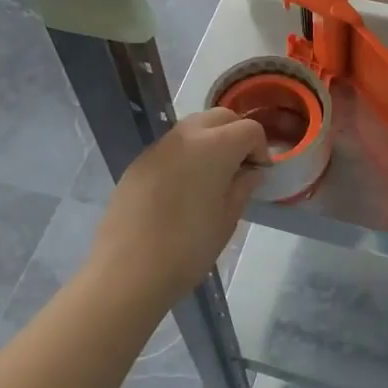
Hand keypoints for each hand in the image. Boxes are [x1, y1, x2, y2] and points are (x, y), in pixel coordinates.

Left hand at [90, 108, 267, 303]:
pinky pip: (171, 146)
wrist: (127, 271)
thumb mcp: (227, 220)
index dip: (260, 149)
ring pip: (193, 127)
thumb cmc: (187, 248)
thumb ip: (242, 187)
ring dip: (210, 141)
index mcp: (214, 147)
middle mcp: (186, 136)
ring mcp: (159, 147)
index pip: (248, 129)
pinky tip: (182, 188)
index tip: (258, 175)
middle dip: (236, 135)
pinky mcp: (139, 161)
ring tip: (212, 177)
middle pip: (220, 117)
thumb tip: (251, 172)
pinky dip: (186, 154)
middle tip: (239, 169)